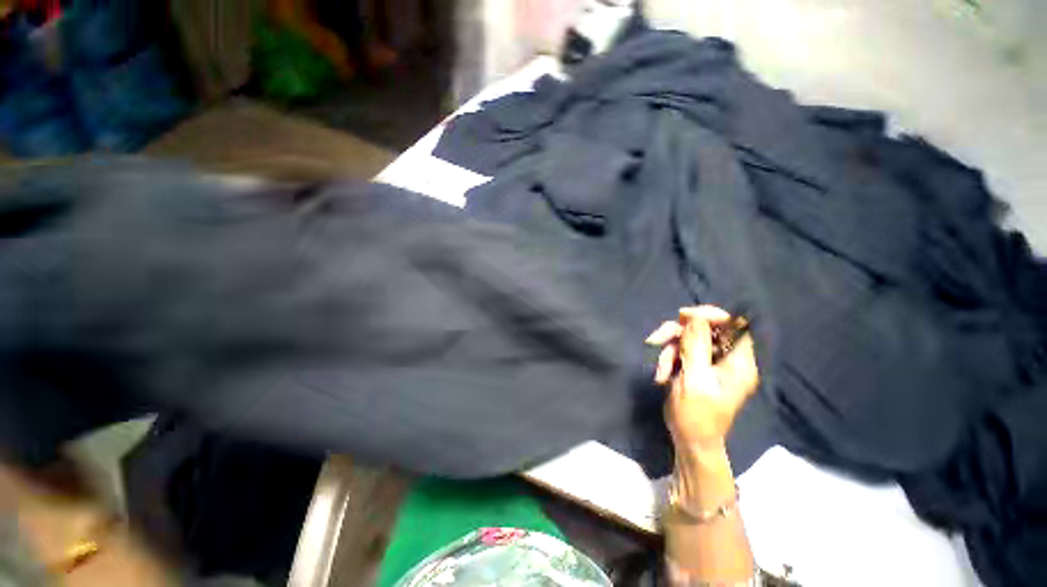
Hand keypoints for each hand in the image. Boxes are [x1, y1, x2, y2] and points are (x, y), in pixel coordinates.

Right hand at [646, 306, 757, 450]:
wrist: (690, 441)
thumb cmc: (696, 415)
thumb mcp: (694, 379)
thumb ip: (696, 347)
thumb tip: (695, 317)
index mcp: (739, 362)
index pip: (735, 324)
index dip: (711, 315)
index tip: (683, 316)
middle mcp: (728, 359)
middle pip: (706, 328)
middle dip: (679, 333)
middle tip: (656, 339)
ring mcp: (712, 363)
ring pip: (689, 338)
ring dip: (669, 349)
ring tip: (660, 369)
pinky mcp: (698, 367)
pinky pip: (682, 350)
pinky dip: (668, 358)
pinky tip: (661, 374)